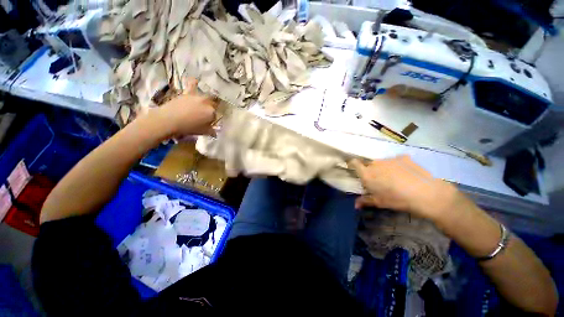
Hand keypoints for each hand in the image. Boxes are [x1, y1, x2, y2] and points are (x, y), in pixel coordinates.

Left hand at [153, 79, 217, 136]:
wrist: (169, 120)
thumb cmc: (188, 128)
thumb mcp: (203, 132)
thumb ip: (211, 131)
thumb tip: (215, 132)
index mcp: (212, 113)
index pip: (216, 116)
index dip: (212, 120)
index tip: (208, 123)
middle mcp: (207, 103)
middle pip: (213, 106)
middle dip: (211, 110)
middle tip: (204, 116)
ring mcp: (198, 97)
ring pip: (206, 97)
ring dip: (206, 101)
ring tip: (202, 106)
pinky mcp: (188, 93)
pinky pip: (192, 85)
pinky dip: (194, 82)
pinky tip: (195, 80)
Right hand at [349, 155, 459, 220]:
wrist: (427, 193)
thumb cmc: (398, 200)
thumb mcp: (380, 202)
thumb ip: (365, 201)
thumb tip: (355, 205)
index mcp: (367, 174)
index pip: (354, 163)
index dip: (352, 164)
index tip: (354, 169)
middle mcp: (375, 164)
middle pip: (368, 164)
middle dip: (370, 170)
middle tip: (378, 180)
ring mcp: (389, 159)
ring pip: (381, 162)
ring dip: (383, 168)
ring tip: (394, 178)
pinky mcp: (403, 157)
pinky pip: (394, 161)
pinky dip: (396, 166)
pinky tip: (406, 174)